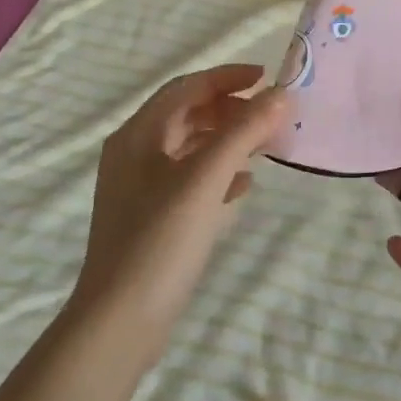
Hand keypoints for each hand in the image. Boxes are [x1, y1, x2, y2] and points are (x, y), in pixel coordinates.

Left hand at [71, 63, 288, 361]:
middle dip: (231, 109)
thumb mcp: (205, 180)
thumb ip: (243, 133)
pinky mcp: (150, 218)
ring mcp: (139, 188)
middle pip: (188, 115)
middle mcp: (134, 153)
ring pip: (190, 148)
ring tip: (265, 145)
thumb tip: (281, 95)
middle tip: (271, 116)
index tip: (267, 77)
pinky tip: (244, 186)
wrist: (119, 323)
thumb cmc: (160, 241)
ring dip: (227, 140)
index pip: (187, 88)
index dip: (227, 77)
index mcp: (138, 135)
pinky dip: (218, 172)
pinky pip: (189, 179)